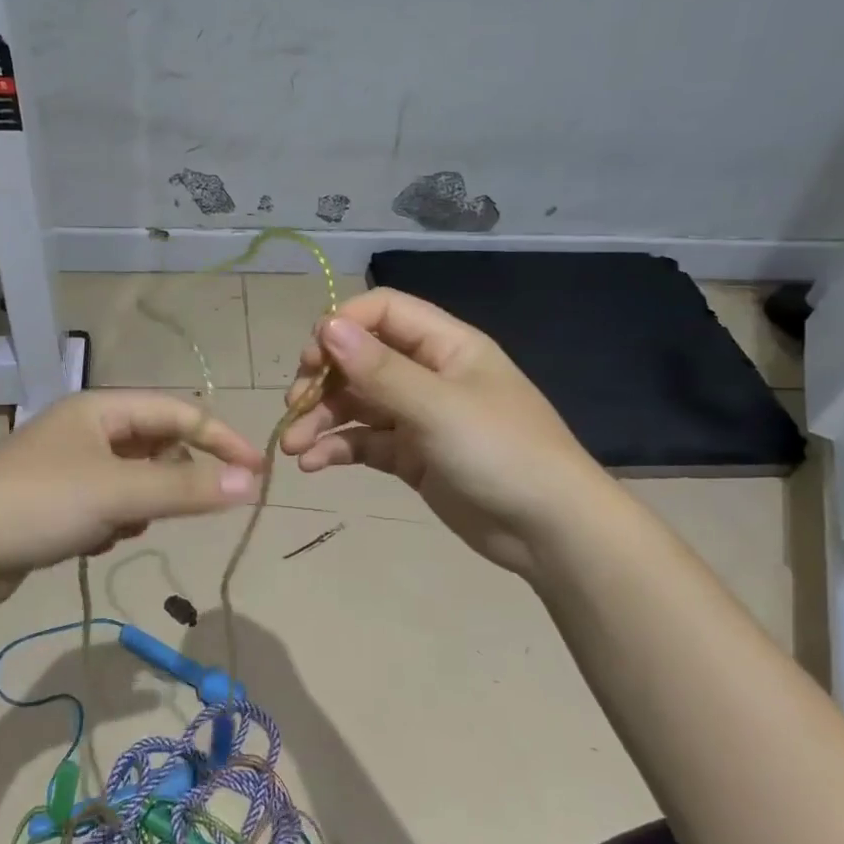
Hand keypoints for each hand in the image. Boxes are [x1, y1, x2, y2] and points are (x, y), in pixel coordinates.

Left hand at [0, 390, 264, 580]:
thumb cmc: (42, 504)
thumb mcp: (121, 493)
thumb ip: (188, 488)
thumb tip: (251, 483)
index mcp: (101, 408)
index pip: (178, 412)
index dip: (221, 439)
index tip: (256, 472)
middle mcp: (86, 428)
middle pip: (156, 445)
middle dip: (171, 479)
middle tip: (175, 508)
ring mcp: (68, 464)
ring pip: (133, 479)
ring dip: (140, 504)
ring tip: (119, 526)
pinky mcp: (56, 500)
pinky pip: (108, 503)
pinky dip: (113, 521)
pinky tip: (93, 541)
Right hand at [281, 289, 586, 576]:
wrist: (549, 531)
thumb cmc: (500, 453)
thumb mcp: (438, 407)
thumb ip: (380, 369)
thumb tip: (327, 326)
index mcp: (446, 345)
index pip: (383, 312)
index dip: (343, 326)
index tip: (311, 358)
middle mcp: (429, 374)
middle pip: (362, 359)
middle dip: (324, 378)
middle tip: (296, 403)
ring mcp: (419, 417)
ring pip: (357, 403)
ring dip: (322, 418)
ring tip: (293, 445)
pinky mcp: (412, 457)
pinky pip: (366, 442)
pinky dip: (338, 448)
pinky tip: (313, 464)